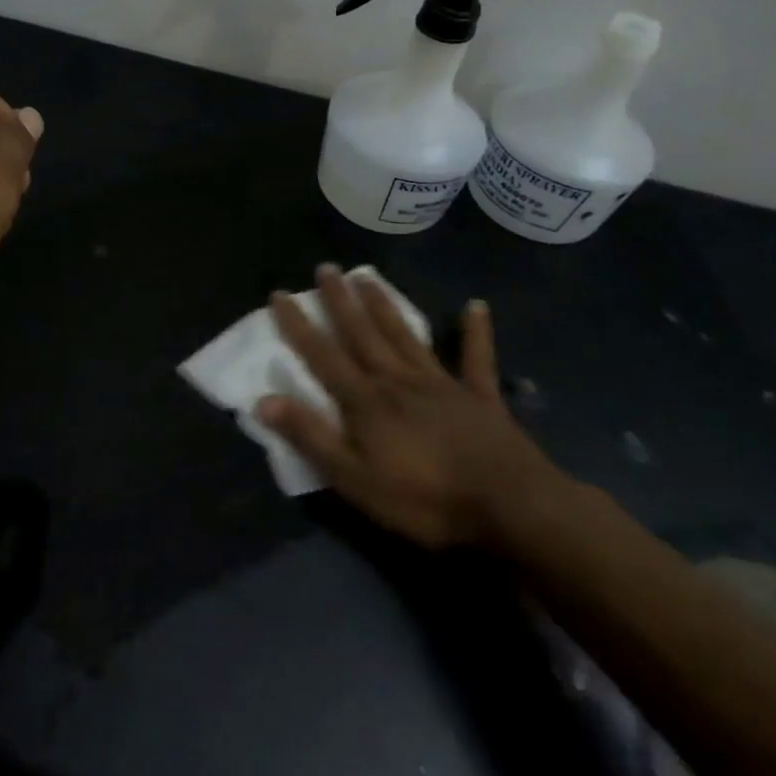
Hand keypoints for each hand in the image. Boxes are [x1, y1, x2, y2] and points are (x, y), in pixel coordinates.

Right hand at [255, 266, 565, 549]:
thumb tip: (263, 399)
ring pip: (405, 335)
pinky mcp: (480, 396)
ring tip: (367, 277)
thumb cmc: (426, 499)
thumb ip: (311, 437)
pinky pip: (476, 358)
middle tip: (326, 268)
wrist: (511, 507)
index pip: (322, 355)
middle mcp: (398, 380)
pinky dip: (476, 332)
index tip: (280, 294)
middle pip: (362, 333)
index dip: (298, 325)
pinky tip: (476, 306)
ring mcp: (441, 384)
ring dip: (384, 305)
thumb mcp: (355, 479)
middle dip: (340, 301)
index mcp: (366, 401)